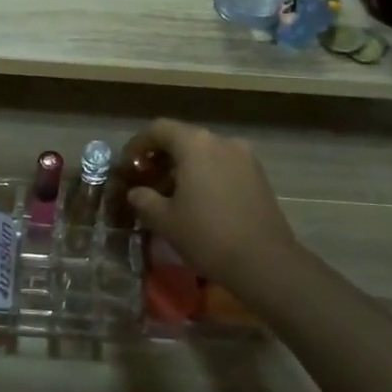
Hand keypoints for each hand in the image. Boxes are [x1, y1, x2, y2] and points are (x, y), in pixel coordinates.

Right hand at [122, 119, 297, 286]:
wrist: (264, 262)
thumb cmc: (207, 235)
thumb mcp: (164, 220)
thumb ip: (143, 199)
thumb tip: (136, 192)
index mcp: (195, 145)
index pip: (158, 130)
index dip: (138, 145)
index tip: (127, 165)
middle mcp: (222, 142)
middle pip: (183, 138)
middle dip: (161, 156)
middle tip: (146, 179)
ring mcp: (244, 157)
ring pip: (205, 152)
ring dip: (184, 165)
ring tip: (170, 192)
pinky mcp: (258, 175)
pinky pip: (223, 165)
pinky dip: (205, 174)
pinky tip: (198, 200)